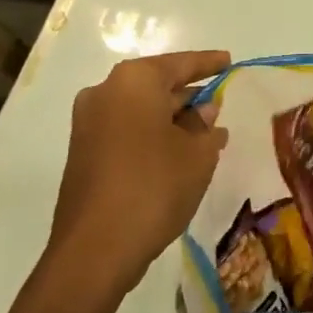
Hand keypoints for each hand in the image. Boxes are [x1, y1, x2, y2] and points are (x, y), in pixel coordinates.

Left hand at [48, 50, 230, 294]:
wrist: (94, 251)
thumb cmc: (154, 187)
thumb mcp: (197, 155)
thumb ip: (206, 127)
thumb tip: (205, 113)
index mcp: (134, 81)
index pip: (180, 63)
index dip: (209, 63)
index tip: (229, 61)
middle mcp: (106, 92)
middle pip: (157, 85)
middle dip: (189, 95)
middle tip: (219, 102)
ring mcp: (88, 124)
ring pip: (140, 110)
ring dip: (170, 118)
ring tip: (204, 132)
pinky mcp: (82, 153)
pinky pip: (125, 130)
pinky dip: (150, 135)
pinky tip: (176, 153)